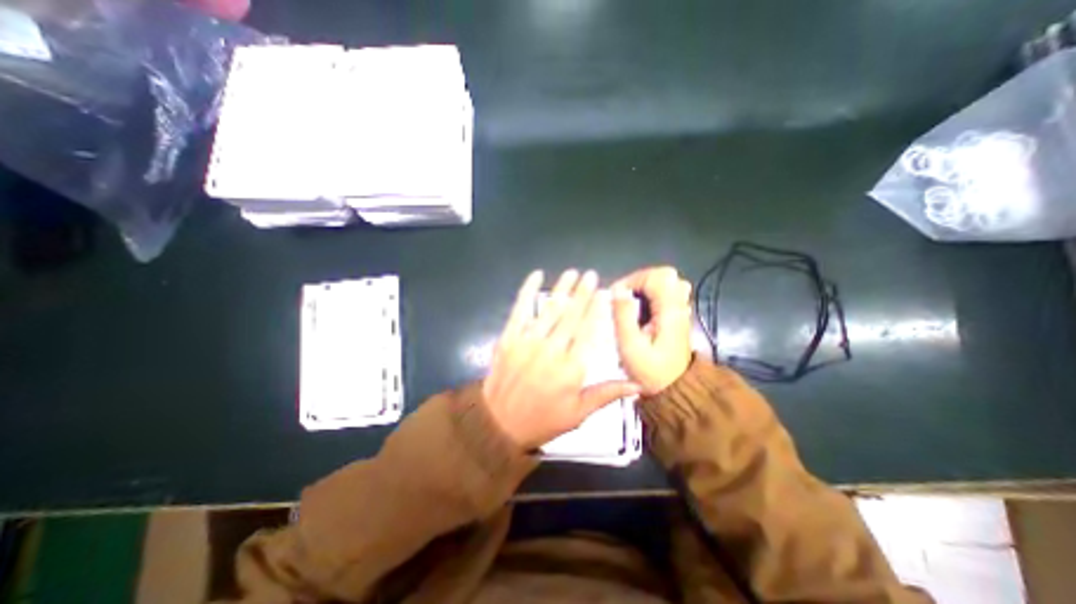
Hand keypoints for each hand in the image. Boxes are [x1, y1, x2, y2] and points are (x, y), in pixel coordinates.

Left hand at [483, 269, 642, 448]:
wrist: (499, 424)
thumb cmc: (543, 420)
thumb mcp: (578, 413)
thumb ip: (607, 394)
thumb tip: (638, 384)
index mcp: (571, 368)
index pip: (589, 331)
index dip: (597, 309)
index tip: (604, 292)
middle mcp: (551, 350)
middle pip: (571, 315)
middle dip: (583, 293)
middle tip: (591, 275)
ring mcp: (528, 341)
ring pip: (550, 309)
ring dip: (562, 288)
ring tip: (572, 273)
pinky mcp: (508, 337)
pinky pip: (520, 309)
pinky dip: (527, 290)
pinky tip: (536, 276)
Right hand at [613, 267, 687, 394]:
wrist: (673, 390)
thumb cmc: (649, 372)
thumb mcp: (631, 347)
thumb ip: (623, 316)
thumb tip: (618, 290)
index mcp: (670, 312)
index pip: (657, 277)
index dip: (633, 280)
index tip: (617, 296)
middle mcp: (679, 306)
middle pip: (664, 275)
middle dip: (639, 281)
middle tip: (623, 297)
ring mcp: (680, 311)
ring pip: (665, 283)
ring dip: (644, 288)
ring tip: (629, 303)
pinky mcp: (676, 316)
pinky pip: (665, 294)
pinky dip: (649, 295)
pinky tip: (639, 311)